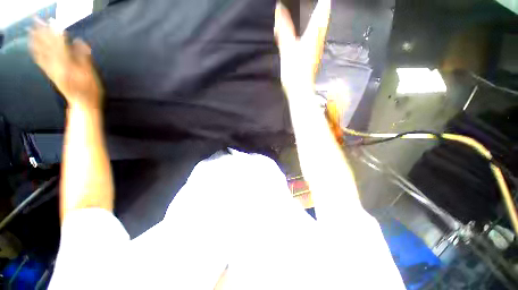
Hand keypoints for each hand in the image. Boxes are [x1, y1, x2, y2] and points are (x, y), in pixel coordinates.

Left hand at [29, 19, 102, 109]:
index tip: (54, 22)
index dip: (57, 32)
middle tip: (37, 20)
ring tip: (31, 30)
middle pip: (49, 46)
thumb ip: (84, 57)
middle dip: (43, 33)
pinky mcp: (51, 75)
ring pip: (42, 52)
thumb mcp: (91, 74)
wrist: (82, 105)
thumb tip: (80, 41)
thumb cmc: (90, 90)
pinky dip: (36, 53)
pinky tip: (32, 48)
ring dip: (36, 41)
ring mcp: (52, 71)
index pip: (60, 44)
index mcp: (67, 65)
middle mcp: (56, 66)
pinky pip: (41, 62)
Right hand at [274, 0, 330, 94]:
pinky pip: (316, 40)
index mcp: (313, 35)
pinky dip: (314, 31)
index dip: (322, 2)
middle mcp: (318, 41)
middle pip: (324, 20)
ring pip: (321, 30)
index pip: (322, 12)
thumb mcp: (287, 49)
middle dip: (322, 8)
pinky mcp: (312, 58)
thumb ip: (283, 29)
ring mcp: (316, 50)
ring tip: (316, 10)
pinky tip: (310, 33)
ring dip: (320, 19)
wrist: (299, 91)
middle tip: (319, 1)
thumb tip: (279, 8)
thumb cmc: (295, 72)